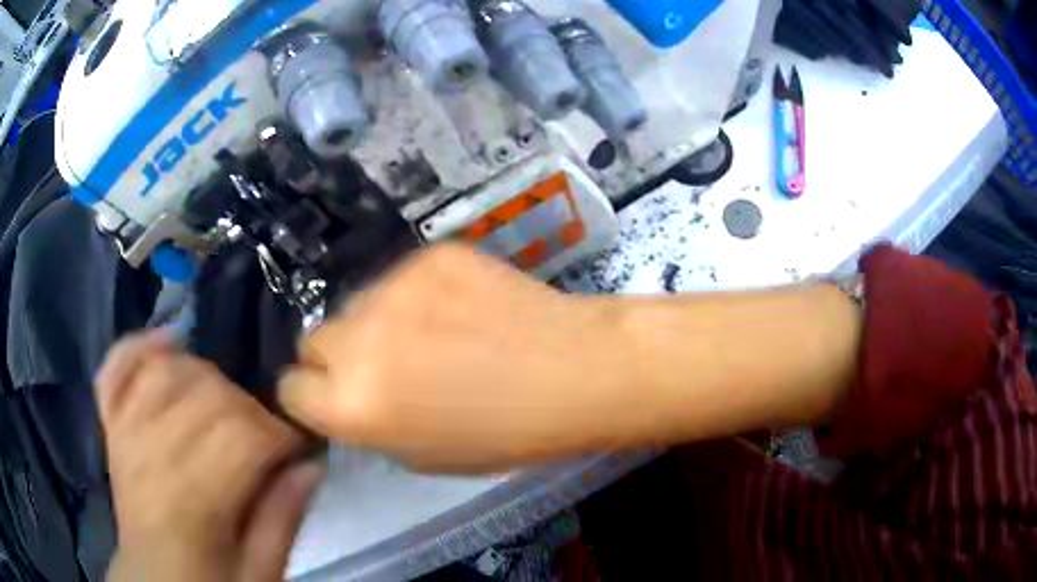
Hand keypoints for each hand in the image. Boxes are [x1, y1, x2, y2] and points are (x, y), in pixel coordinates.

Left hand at [95, 332, 322, 581]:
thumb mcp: (258, 573)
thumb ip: (282, 521)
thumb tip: (312, 465)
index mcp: (192, 501)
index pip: (243, 436)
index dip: (281, 435)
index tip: (298, 453)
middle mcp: (151, 453)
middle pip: (207, 394)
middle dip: (250, 408)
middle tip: (265, 438)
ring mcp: (125, 432)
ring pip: (167, 371)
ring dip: (206, 376)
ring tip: (225, 403)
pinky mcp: (112, 425)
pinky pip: (117, 369)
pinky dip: (139, 347)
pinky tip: (167, 342)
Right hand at [278, 244, 627, 472]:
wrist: (571, 372)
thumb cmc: (503, 434)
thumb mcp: (421, 455)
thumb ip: (370, 423)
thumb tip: (351, 395)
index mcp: (351, 404)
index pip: (289, 388)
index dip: (313, 395)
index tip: (335, 395)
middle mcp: (356, 341)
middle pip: (313, 339)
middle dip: (339, 356)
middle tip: (385, 364)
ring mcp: (391, 287)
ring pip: (356, 304)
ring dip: (378, 321)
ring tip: (433, 333)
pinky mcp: (427, 254)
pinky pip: (401, 277)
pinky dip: (418, 293)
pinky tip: (462, 306)